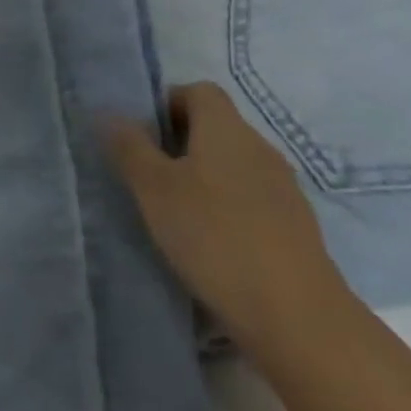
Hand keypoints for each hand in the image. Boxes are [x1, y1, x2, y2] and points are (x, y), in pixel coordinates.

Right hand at [104, 82, 348, 355]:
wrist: (299, 319)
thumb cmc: (215, 238)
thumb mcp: (154, 190)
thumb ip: (130, 147)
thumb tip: (111, 115)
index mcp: (226, 128)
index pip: (198, 91)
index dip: (168, 104)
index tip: (144, 138)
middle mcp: (259, 147)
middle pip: (216, 128)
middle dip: (181, 146)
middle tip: (151, 179)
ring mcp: (284, 189)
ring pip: (235, 167)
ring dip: (206, 181)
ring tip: (179, 217)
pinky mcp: (297, 229)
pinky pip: (254, 203)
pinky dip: (230, 213)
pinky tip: (214, 248)